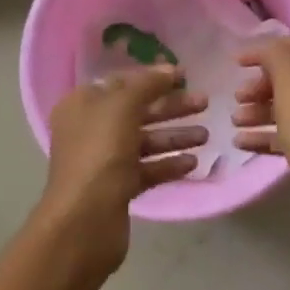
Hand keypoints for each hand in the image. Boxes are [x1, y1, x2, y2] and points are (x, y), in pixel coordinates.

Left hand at [30, 65, 207, 277]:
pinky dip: (169, 164)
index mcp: (83, 105)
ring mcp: (104, 161)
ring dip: (175, 136)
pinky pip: (148, 169)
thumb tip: (168, 68)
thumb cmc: (99, 154)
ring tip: (207, 135)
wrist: (84, 221)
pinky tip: (194, 162)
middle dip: (171, 107)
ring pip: (145, 141)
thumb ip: (147, 84)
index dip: (152, 77)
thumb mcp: (122, 107)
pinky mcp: (118, 188)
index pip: (121, 82)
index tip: (184, 75)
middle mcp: (91, 129)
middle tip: (205, 103)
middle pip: (137, 111)